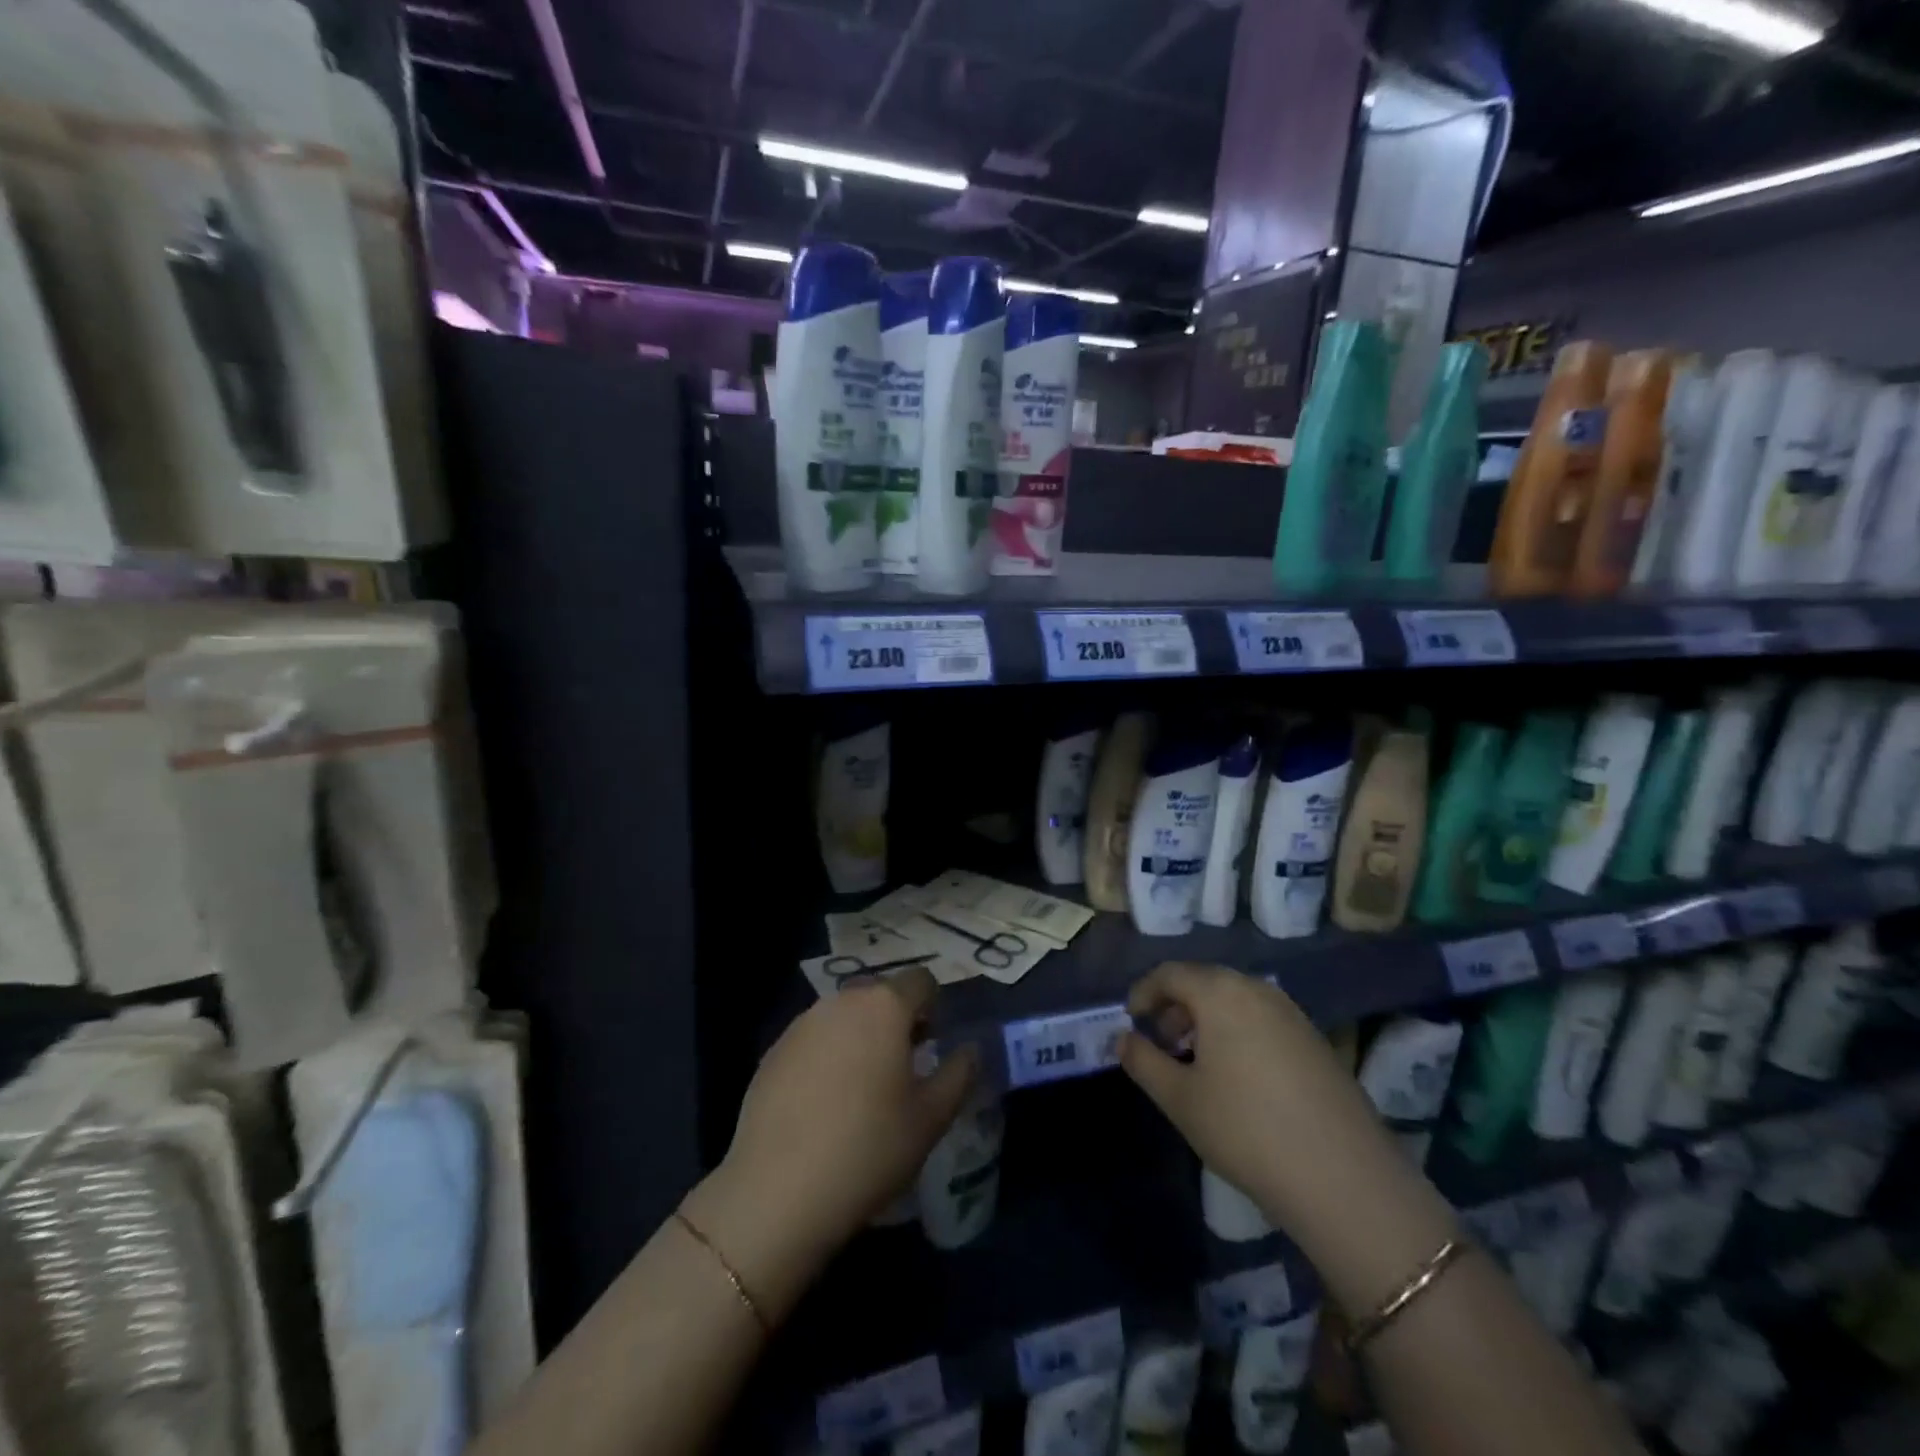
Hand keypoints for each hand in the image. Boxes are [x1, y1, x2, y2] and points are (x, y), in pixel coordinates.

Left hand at [684, 968, 977, 1316]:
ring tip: (862, 1088)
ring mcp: (802, 1023)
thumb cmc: (869, 1149)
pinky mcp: (773, 1050)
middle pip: (880, 994)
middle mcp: (841, 1001)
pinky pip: (814, 1038)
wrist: (778, 1191)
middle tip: (902, 1068)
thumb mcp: (932, 1118)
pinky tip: (823, 1103)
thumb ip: (959, 1073)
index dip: (933, 1007)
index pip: (921, 981)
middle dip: (896, 1019)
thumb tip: (970, 1049)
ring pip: (844, 1015)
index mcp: (884, 1006)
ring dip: (860, 1035)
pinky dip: (827, 1055)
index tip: (932, 1045)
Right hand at [1119, 962, 1406, 1242]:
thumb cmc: (1246, 1129)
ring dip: (1207, 1020)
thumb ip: (1143, 1061)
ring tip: (1196, 1061)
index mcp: (1221, 993)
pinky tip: (1237, 1077)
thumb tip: (1123, 1039)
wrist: (1346, 1179)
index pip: (1170, 974)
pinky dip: (1238, 1032)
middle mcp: (1258, 990)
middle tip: (1161, 1042)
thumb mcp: (1180, 1099)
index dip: (1144, 992)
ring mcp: (1293, 1015)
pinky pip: (1263, 1020)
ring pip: (1236, 1000)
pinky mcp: (1317, 1042)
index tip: (1131, 1019)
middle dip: (1176, 1006)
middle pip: (1205, 982)